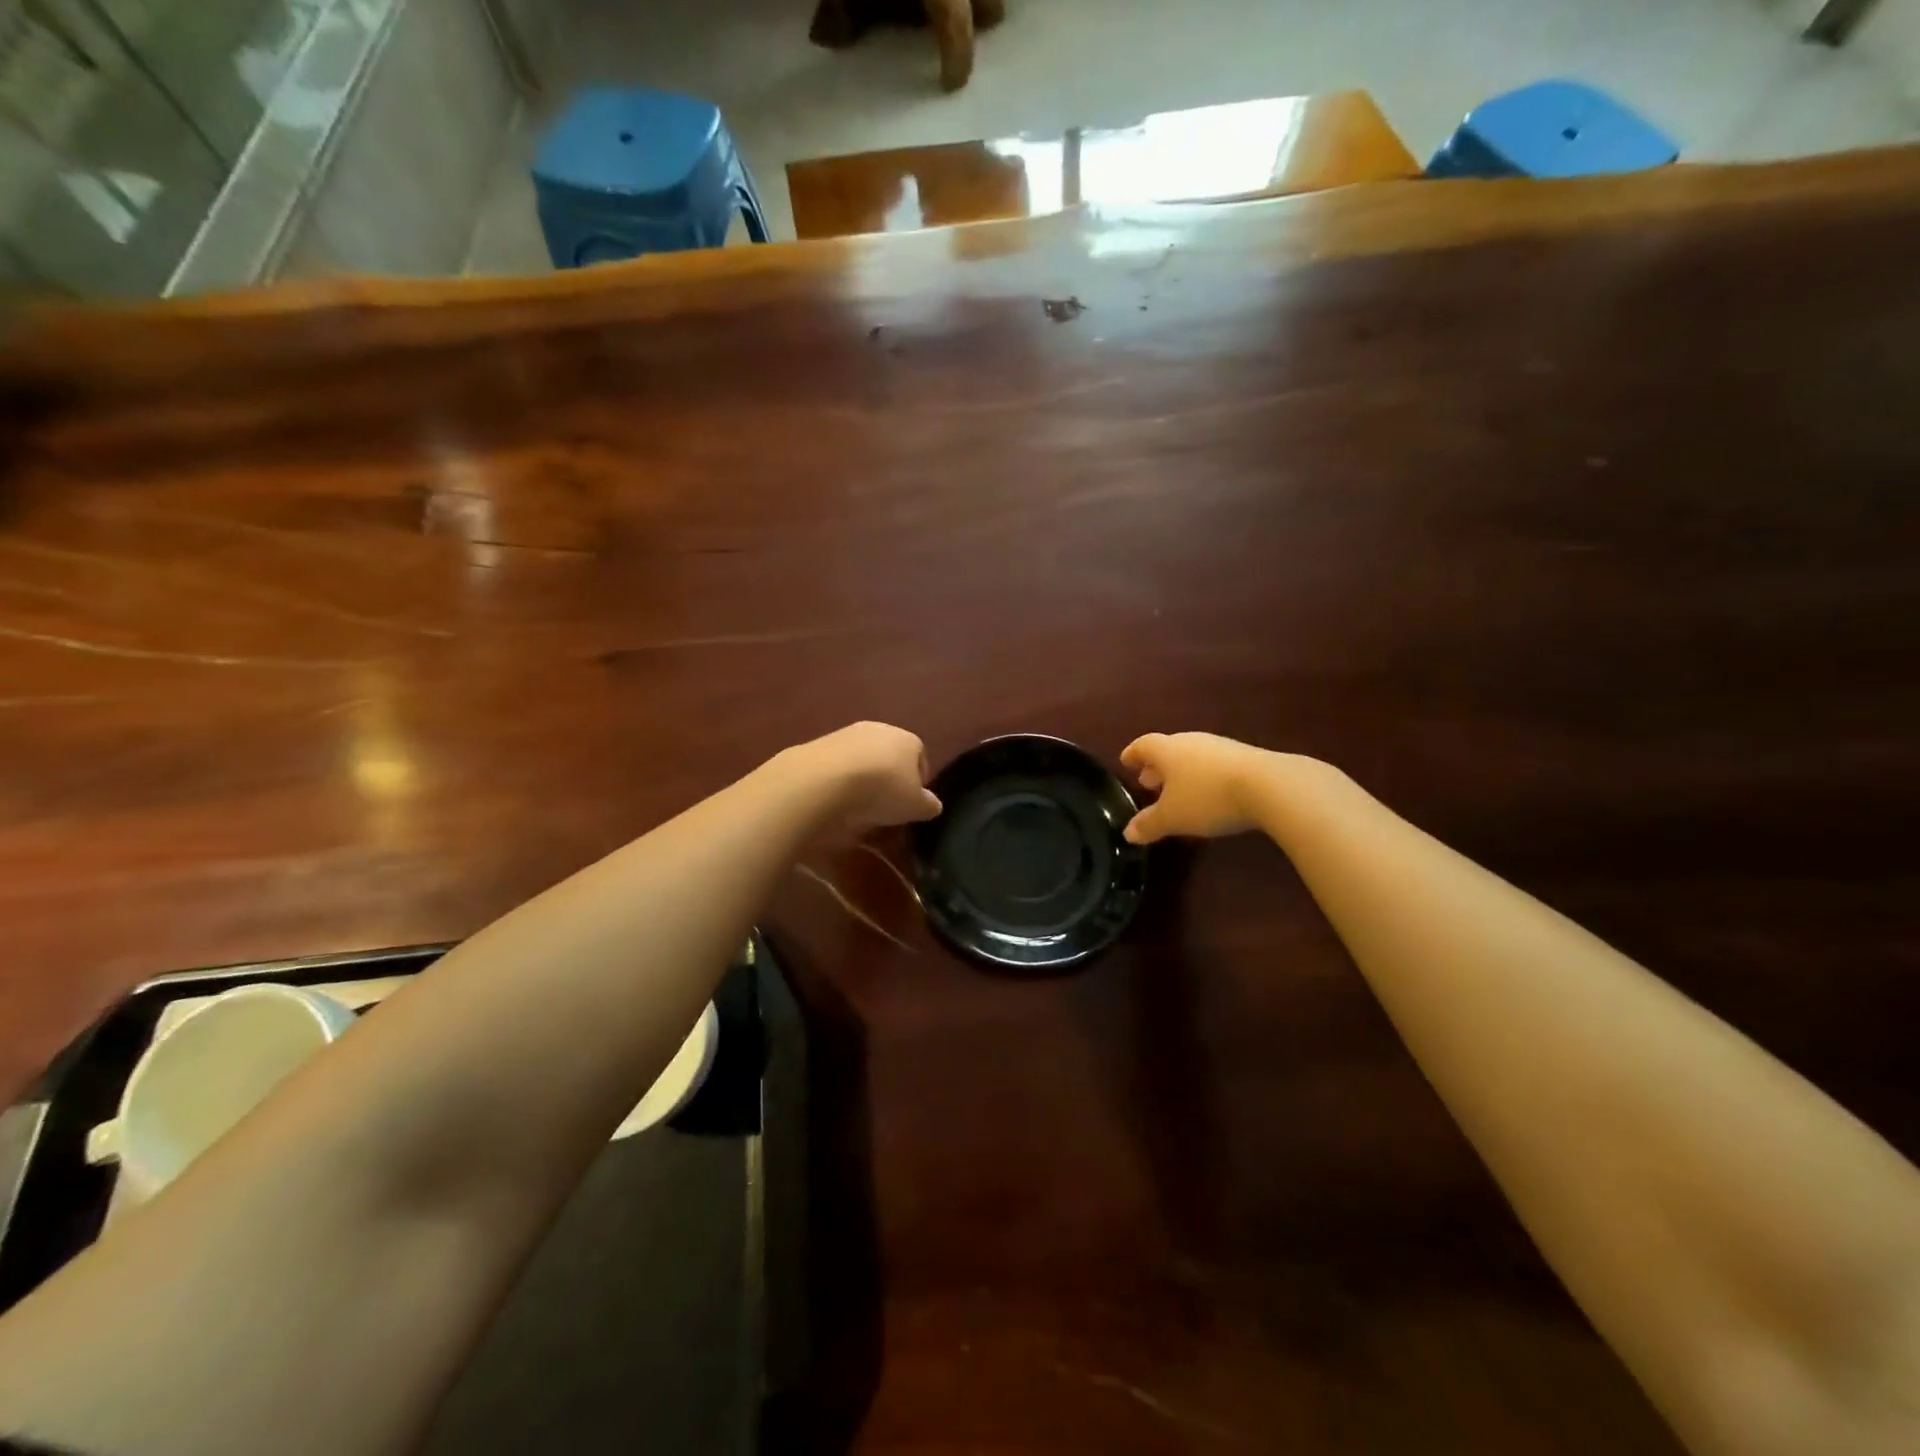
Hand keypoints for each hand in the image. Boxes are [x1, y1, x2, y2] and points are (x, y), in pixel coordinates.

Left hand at [784, 722, 941, 836]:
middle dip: (888, 780)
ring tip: (857, 809)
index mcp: (909, 740)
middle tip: (884, 808)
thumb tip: (932, 805)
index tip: (909, 806)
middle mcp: (880, 729)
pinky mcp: (819, 744)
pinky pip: (837, 766)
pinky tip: (835, 801)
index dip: (917, 783)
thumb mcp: (916, 807)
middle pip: (890, 757)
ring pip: (862, 760)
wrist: (824, 780)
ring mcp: (847, 734)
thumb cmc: (882, 790)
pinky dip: (839, 782)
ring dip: (862, 781)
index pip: (920, 758)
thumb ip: (928, 805)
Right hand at [1120, 732, 1275, 843]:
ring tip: (1178, 793)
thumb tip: (1128, 833)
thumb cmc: (1207, 798)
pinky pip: (1215, 766)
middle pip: (1169, 750)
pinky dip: (1205, 778)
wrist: (1269, 786)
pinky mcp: (1246, 758)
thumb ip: (1149, 824)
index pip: (1143, 746)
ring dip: (1182, 773)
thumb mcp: (1173, 818)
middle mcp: (1191, 742)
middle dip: (1157, 767)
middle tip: (1149, 783)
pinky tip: (1209, 796)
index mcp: (1167, 750)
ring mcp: (1221, 748)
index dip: (1133, 754)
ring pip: (1193, 757)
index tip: (1125, 761)